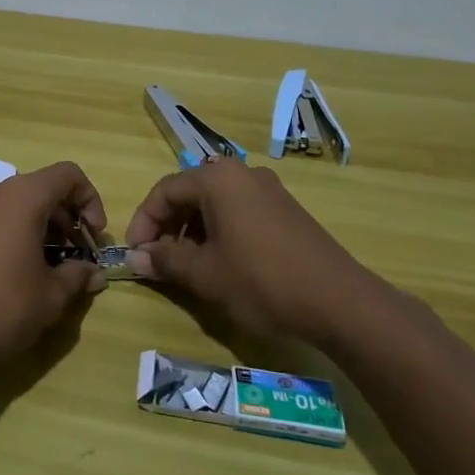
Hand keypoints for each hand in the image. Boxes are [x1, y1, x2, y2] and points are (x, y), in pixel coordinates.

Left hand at [0, 162, 108, 372]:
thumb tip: (93, 273)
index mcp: (20, 196)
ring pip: (11, 204)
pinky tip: (6, 270)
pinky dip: (6, 232)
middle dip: (64, 219)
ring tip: (42, 267)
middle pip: (39, 189)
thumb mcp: (49, 298)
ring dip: (35, 226)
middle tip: (73, 257)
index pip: (67, 175)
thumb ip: (77, 277)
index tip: (94, 237)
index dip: (90, 200)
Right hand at [122, 160, 375, 345]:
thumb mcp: (205, 274)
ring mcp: (267, 189)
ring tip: (187, 265)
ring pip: (214, 203)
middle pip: (189, 193)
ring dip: (193, 230)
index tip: (135, 253)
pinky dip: (219, 231)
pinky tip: (221, 263)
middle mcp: (241, 173)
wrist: (339, 301)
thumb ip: (165, 260)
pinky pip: (238, 211)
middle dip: (168, 226)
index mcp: (217, 179)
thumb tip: (136, 258)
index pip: (164, 191)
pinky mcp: (285, 209)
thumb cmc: (261, 281)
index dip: (144, 222)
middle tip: (158, 259)